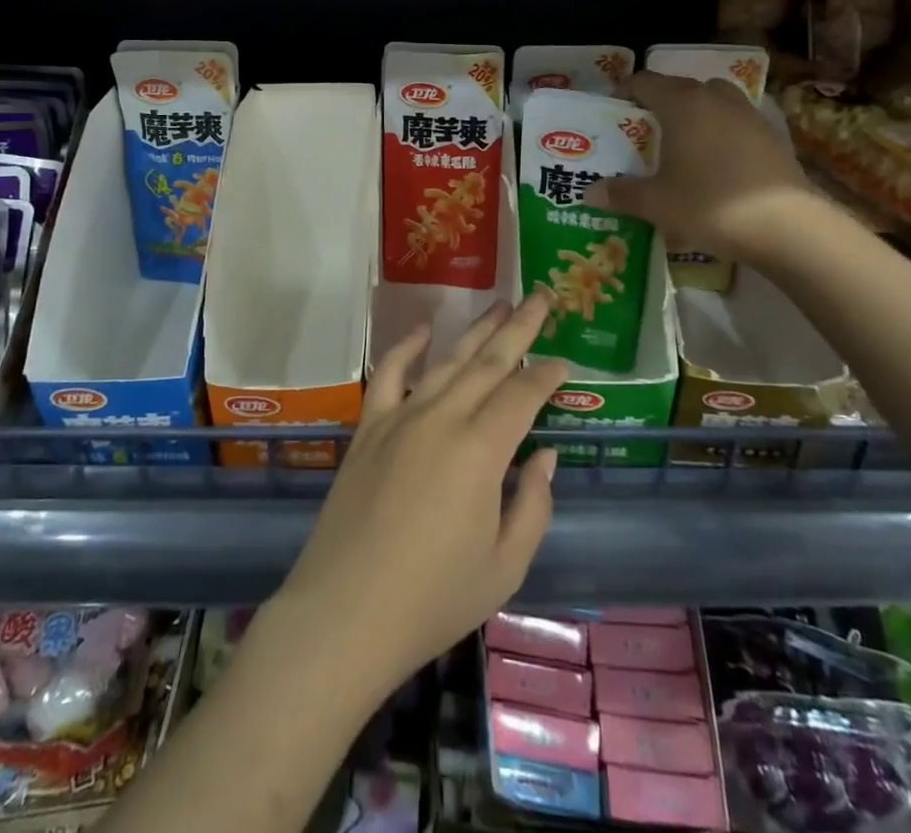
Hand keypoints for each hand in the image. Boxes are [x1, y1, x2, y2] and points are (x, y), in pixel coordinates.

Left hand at [270, 291, 570, 699]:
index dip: (548, 376)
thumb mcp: (505, 567)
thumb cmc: (433, 599)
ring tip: (499, 304)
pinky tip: (423, 329)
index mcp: (481, 451)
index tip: (566, 363)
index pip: (523, 396)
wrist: (345, 614)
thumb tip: (544, 456)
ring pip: (446, 360)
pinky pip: (388, 374)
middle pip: (488, 362)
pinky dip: (406, 347)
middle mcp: (442, 418)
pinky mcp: (368, 428)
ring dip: (475, 330)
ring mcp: (400, 418)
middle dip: (519, 328)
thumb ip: (533, 505)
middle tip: (541, 297)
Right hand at [585, 71, 817, 264]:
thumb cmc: (710, 204)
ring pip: (714, 99)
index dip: (626, 90)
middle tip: (644, 126)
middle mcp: (716, 99)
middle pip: (682, 86)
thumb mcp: (656, 204)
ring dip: (696, 110)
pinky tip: (716, 159)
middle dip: (660, 100)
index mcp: (683, 104)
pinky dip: (721, 129)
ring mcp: (749, 115)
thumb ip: (622, 193)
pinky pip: (737, 120)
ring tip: (682, 139)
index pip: (646, 82)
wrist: (786, 226)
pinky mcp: (773, 135)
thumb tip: (590, 192)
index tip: (614, 106)